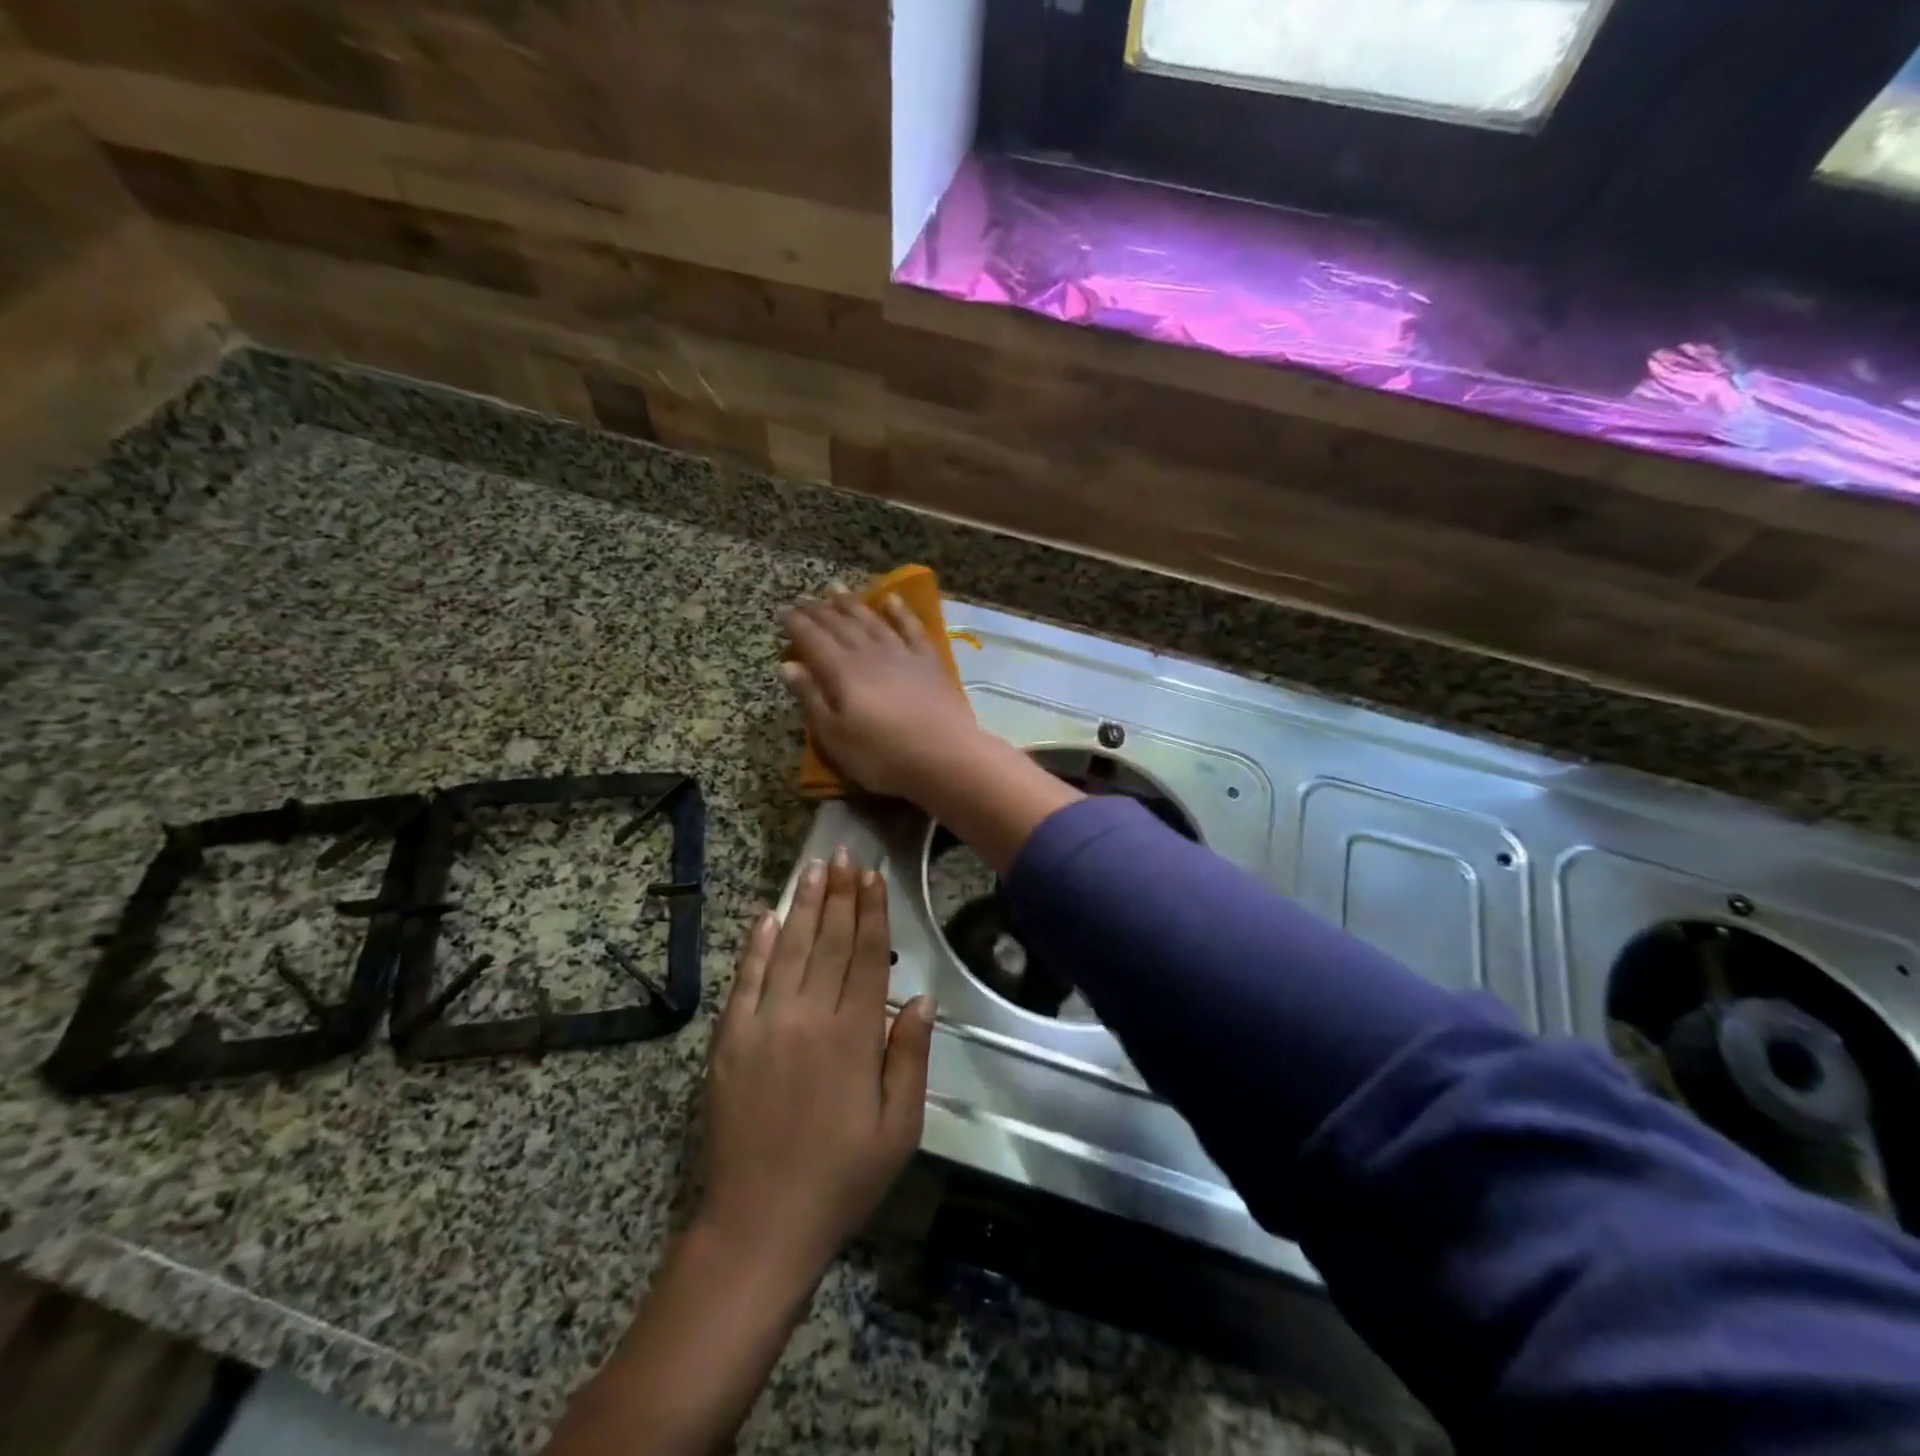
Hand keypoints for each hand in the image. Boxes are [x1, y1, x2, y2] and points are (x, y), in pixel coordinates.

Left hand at [696, 850, 934, 1290]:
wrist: (759, 1225)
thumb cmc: (841, 1179)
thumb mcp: (899, 1128)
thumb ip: (909, 1056)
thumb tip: (920, 995)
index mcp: (853, 1035)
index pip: (866, 955)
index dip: (872, 911)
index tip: (873, 875)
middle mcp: (808, 1017)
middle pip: (829, 941)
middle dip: (840, 894)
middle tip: (844, 853)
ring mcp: (763, 1025)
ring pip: (789, 949)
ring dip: (805, 905)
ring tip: (814, 868)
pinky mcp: (729, 1040)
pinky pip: (746, 979)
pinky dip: (757, 945)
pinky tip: (768, 917)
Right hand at [783, 589, 985, 799]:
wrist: (946, 756)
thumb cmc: (882, 755)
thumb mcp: (835, 736)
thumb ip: (811, 698)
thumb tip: (787, 665)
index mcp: (842, 672)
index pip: (813, 640)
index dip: (797, 624)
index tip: (783, 610)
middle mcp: (869, 653)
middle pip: (840, 625)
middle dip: (820, 610)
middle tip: (805, 597)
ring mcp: (902, 653)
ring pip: (871, 620)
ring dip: (852, 604)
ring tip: (836, 588)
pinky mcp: (929, 660)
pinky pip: (911, 628)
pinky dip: (899, 612)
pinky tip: (891, 600)